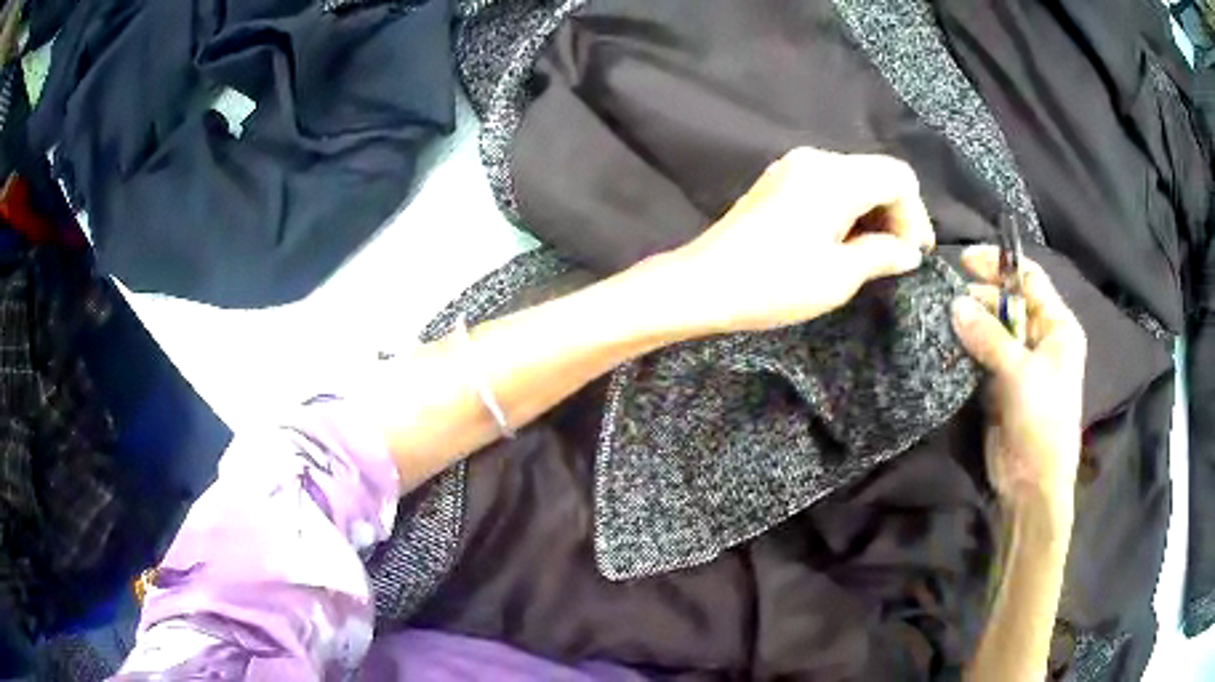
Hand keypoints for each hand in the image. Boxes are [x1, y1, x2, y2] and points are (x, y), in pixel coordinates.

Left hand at [665, 146, 934, 332]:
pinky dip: (848, 208)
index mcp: (835, 176)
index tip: (914, 255)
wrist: (703, 284)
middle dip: (896, 213)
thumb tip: (908, 251)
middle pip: (877, 173)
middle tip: (899, 257)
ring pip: (854, 178)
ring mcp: (793, 167)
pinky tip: (846, 241)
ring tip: (875, 255)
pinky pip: (829, 184)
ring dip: (873, 212)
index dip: (915, 215)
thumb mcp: (838, 276)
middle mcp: (815, 159)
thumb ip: (882, 254)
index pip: (898, 178)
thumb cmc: (774, 284)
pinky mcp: (778, 181)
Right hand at [950, 246, 1086, 516]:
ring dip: (971, 323)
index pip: (1029, 279)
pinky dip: (967, 349)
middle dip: (980, 297)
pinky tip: (947, 344)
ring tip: (942, 319)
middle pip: (1009, 302)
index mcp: (1058, 327)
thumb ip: (988, 336)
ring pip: (993, 329)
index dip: (1000, 265)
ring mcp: (1021, 363)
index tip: (965, 261)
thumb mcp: (1020, 373)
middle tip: (948, 298)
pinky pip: (982, 356)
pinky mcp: (1002, 385)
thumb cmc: (1042, 421)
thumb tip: (954, 303)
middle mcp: (1041, 339)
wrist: (1033, 484)